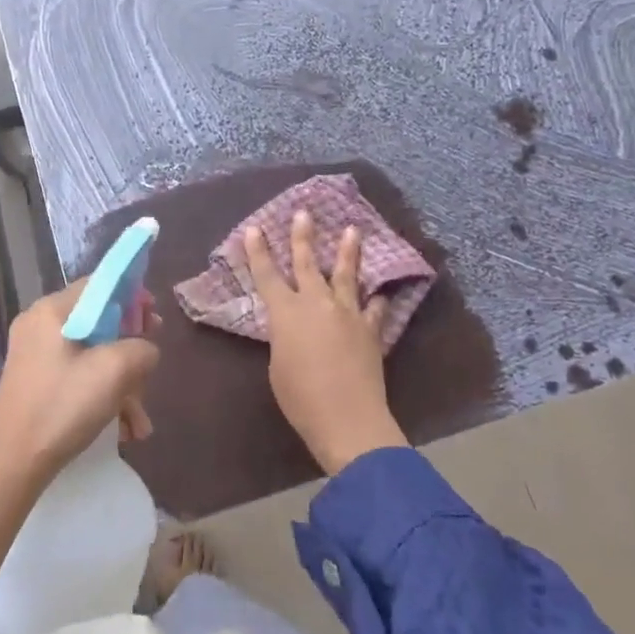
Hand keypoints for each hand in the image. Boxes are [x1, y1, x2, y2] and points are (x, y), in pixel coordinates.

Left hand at [0, 275, 159, 489]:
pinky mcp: (33, 382)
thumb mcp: (114, 371)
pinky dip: (100, 396)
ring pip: (90, 356)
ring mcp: (33, 355)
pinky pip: (76, 376)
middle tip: (150, 372)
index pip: (99, 285)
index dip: (132, 297)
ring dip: (121, 385)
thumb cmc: (63, 406)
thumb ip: (141, 348)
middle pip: (98, 323)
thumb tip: (145, 349)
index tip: (154, 321)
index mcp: (51, 310)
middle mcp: (38, 325)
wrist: (12, 464)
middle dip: (130, 351)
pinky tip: (122, 429)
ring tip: (139, 422)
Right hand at [243, 210, 407, 473]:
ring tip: (353, 230)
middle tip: (303, 213)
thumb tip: (294, 330)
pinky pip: (373, 308)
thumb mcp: (278, 365)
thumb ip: (284, 338)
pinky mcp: (370, 330)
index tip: (254, 228)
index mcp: (285, 313)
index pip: (267, 275)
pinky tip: (380, 292)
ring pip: (346, 275)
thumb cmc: (300, 398)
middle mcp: (316, 304)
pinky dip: (375, 299)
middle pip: (307, 263)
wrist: (348, 420)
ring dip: (348, 252)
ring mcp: (347, 314)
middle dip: (302, 237)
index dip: (258, 252)